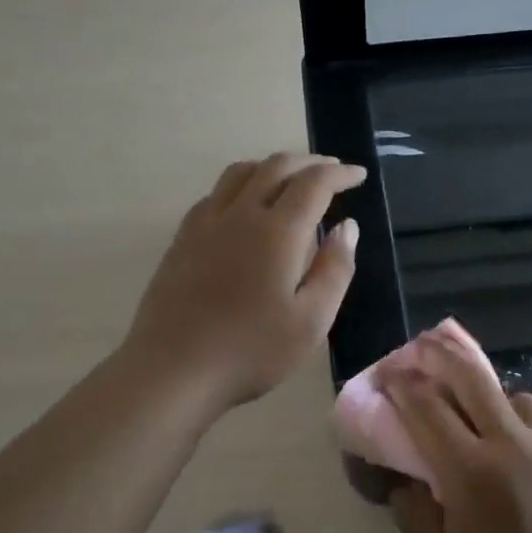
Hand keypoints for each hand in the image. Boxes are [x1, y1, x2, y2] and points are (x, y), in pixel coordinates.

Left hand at [122, 153, 364, 415]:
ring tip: (290, 180)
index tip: (359, 174)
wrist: (173, 369)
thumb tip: (347, 227)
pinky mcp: (182, 238)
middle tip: (332, 171)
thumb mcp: (311, 321)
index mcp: (277, 231)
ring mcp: (205, 223)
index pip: (314, 183)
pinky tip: (245, 207)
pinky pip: (216, 193)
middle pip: (276, 167)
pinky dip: (241, 185)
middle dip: (309, 163)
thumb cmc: (251, 351)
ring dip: (272, 167)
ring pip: (241, 173)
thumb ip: (335, 269)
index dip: (340, 173)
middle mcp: (240, 214)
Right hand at [383, 327, 531, 532]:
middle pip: (475, 379)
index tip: (390, 374)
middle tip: (427, 347)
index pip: (427, 407)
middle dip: (444, 356)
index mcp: (472, 472)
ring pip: (522, 402)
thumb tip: (407, 482)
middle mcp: (516, 448)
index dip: (404, 385)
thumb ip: (416, 515)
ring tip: (489, 423)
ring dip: (496, 402)